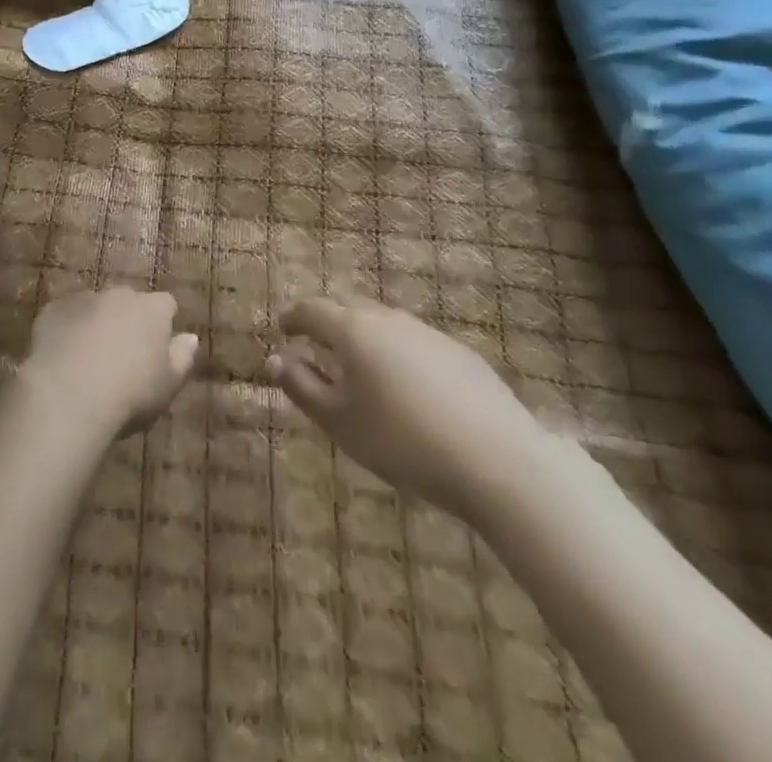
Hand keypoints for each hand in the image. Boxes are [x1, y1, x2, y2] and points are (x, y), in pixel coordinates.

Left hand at [19, 288, 199, 440]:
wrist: (68, 395)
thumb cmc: (130, 394)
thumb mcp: (168, 384)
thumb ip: (182, 357)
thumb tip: (190, 337)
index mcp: (152, 309)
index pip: (166, 305)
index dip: (163, 325)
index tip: (157, 350)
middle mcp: (119, 295)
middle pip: (129, 302)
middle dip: (127, 321)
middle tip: (122, 357)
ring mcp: (83, 299)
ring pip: (95, 307)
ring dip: (96, 324)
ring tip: (88, 361)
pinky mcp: (52, 310)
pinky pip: (65, 316)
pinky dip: (67, 330)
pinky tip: (62, 359)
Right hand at [266, 297, 549, 522]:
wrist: (497, 461)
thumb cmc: (401, 441)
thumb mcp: (339, 422)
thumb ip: (301, 387)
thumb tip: (274, 359)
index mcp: (352, 330)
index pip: (312, 310)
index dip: (294, 318)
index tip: (283, 329)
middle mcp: (388, 319)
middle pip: (349, 311)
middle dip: (329, 325)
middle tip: (318, 349)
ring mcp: (428, 333)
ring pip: (385, 326)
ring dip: (365, 340)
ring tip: (362, 371)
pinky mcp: (460, 354)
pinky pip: (415, 344)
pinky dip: (399, 356)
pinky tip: (408, 390)